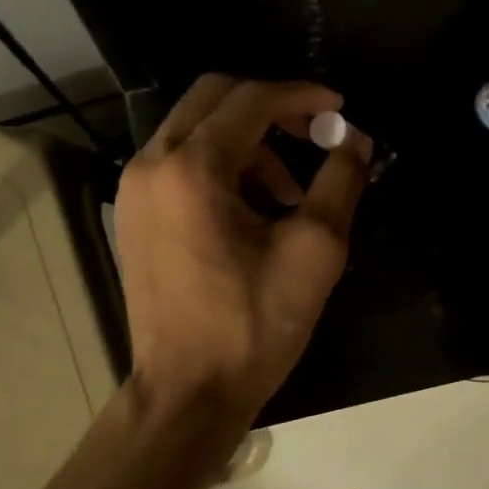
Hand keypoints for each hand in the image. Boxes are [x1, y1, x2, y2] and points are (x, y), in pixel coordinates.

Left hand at [115, 76, 371, 417]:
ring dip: (247, 142)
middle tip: (314, 134)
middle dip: (270, 107)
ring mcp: (134, 190)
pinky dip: (220, 166)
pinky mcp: (132, 215)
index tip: (339, 111)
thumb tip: (356, 140)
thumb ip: (340, 182)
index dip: (302, 96)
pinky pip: (179, 163)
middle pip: (213, 98)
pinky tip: (252, 210)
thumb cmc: (253, 326)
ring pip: (195, 130)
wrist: (188, 392)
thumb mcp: (314, 252)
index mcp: (193, 168)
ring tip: (290, 193)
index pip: (251, 100)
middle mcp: (152, 164)